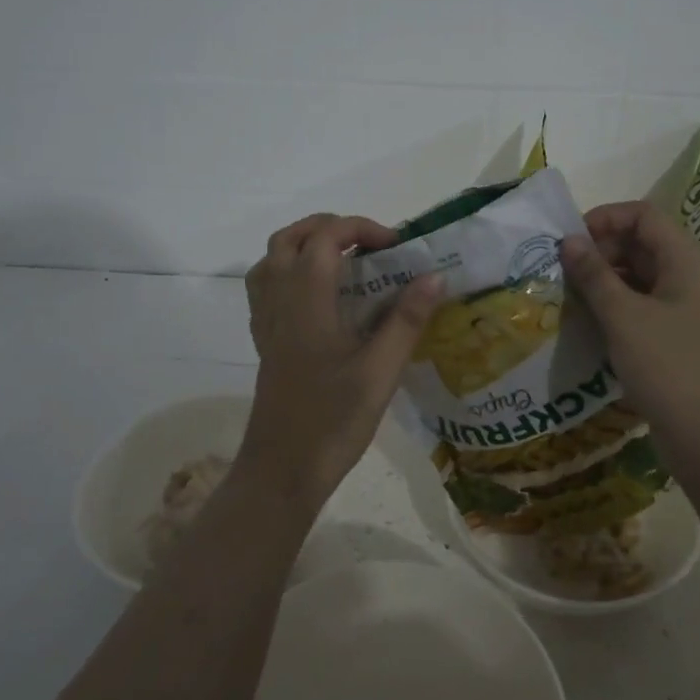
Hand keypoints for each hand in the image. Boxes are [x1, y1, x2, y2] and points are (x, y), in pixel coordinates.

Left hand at [240, 213, 442, 504]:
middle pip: (290, 239)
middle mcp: (279, 303)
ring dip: (305, 246)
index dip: (360, 228)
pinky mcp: (265, 344)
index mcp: (306, 302)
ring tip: (344, 262)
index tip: (395, 246)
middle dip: (330, 228)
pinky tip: (321, 298)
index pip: (325, 238)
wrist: (282, 471)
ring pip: (272, 261)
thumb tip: (434, 276)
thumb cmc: (333, 421)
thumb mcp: (380, 372)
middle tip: (370, 245)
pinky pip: (267, 289)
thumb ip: (406, 320)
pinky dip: (291, 274)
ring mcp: (267, 324)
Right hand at [561, 201, 699, 482]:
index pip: (644, 216)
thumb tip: (568, 240)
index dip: (604, 219)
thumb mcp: (624, 317)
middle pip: (643, 245)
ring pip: (643, 280)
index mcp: (688, 261)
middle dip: (601, 252)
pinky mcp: (683, 341)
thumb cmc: (670, 368)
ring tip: (570, 300)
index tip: (568, 241)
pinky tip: (592, 327)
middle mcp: (693, 279)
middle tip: (563, 274)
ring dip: (606, 283)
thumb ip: (594, 275)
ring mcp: (690, 311)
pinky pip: (646, 309)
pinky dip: (618, 310)